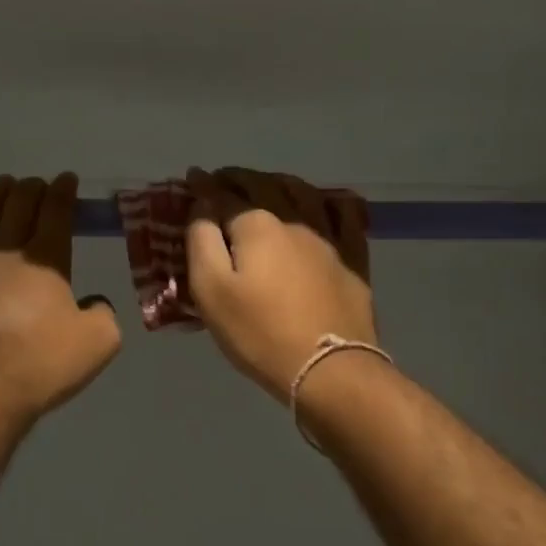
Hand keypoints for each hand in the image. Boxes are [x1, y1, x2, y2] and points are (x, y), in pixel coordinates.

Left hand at [0, 173, 121, 420]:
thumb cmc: (43, 364)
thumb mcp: (99, 342)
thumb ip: (103, 312)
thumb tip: (92, 302)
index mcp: (48, 259)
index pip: (57, 212)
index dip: (64, 192)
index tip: (67, 179)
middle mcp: (7, 249)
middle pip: (20, 206)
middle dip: (32, 189)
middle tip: (37, 184)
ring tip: (4, 182)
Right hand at [183, 167, 377, 401]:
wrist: (328, 368)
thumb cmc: (259, 332)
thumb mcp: (211, 290)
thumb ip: (201, 241)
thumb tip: (203, 205)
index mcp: (256, 224)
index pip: (223, 195)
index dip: (204, 186)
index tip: (193, 178)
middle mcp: (294, 218)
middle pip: (262, 185)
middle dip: (238, 178)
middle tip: (223, 179)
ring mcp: (328, 235)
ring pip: (302, 192)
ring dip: (278, 181)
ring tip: (265, 182)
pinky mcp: (353, 257)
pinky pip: (344, 213)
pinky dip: (328, 200)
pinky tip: (322, 200)